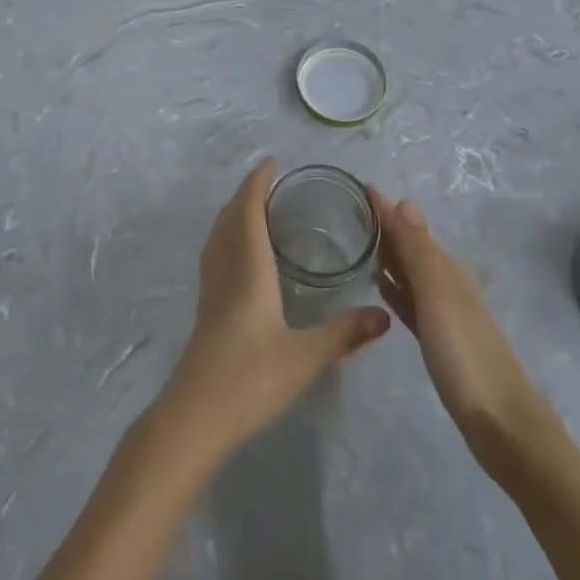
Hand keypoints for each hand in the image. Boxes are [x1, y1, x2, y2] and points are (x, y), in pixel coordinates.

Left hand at [161, 159, 389, 453]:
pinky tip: (240, 256)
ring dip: (234, 213)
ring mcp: (211, 289)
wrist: (195, 416)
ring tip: (256, 208)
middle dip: (247, 193)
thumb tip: (384, 316)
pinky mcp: (206, 309)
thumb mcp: (305, 357)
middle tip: (271, 181)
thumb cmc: (249, 379)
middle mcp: (226, 269)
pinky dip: (228, 237)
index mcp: (248, 268)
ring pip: (219, 236)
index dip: (258, 183)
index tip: (271, 162)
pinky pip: (215, 255)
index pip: (248, 210)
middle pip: (230, 217)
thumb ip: (344, 334)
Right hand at [369, 187, 548, 467]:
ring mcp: (443, 313)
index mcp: (447, 269)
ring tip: (354, 243)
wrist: (501, 424)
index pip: (409, 227)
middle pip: (410, 246)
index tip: (354, 188)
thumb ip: (419, 252)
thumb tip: (404, 199)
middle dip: (383, 227)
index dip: (384, 208)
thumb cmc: (466, 356)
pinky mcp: (438, 340)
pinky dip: (395, 287)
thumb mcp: (438, 297)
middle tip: (345, 211)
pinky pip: (410, 301)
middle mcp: (446, 283)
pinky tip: (380, 287)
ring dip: (387, 256)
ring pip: (409, 272)